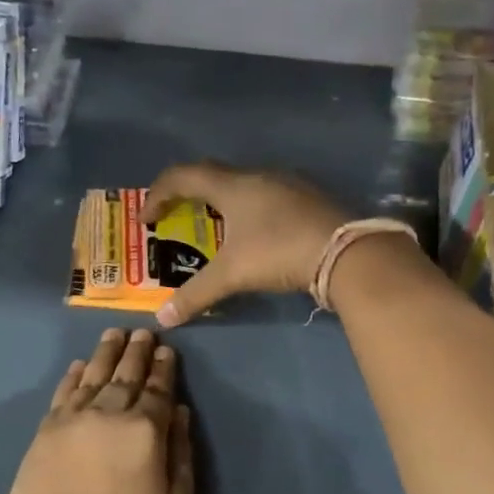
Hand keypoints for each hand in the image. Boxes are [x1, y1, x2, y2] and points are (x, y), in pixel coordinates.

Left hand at [0, 328, 194, 493]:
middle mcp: (107, 415)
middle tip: (144, 332)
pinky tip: (80, 365)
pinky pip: (62, 393)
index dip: (164, 369)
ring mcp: (71, 422)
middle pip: (125, 375)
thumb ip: (180, 455)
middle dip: (137, 352)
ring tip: (115, 334)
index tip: (167, 349)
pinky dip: (73, 375)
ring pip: (93, 376)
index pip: (158, 390)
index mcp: (144, 432)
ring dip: (106, 353)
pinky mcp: (44, 434)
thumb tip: (179, 412)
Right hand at [141, 163, 346, 326]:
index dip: (158, 194)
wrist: (346, 251)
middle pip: (212, 175)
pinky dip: (248, 209)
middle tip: (175, 218)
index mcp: (232, 185)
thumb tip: (163, 318)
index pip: (183, 176)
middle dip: (187, 195)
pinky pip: (265, 195)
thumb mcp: (232, 274)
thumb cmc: (279, 252)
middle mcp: (257, 176)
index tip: (147, 220)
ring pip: (242, 184)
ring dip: (220, 201)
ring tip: (212, 227)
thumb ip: (195, 294)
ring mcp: (286, 184)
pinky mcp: (307, 198)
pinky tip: (254, 234)